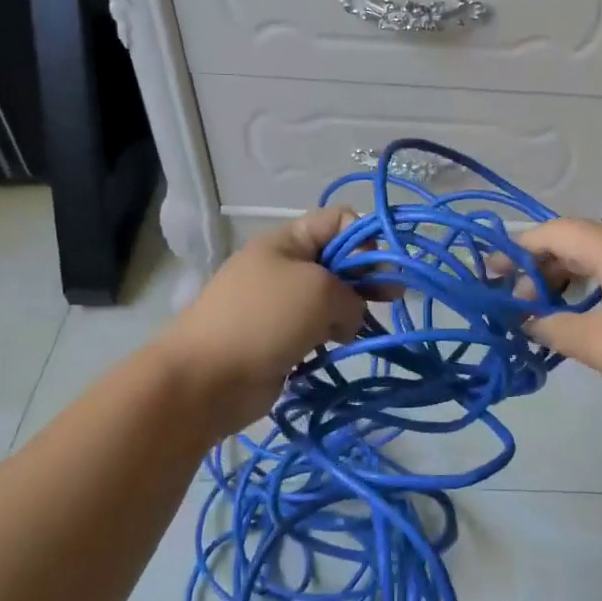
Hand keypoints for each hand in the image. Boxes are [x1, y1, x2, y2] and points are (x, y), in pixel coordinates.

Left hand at [156, 209, 368, 425]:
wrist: (207, 379)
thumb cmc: (265, 319)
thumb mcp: (320, 291)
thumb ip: (353, 295)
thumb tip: (349, 319)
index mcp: (287, 242)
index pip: (337, 221)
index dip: (365, 237)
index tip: (383, 265)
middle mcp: (283, 267)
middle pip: (336, 261)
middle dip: (366, 276)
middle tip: (394, 297)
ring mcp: (279, 305)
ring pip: (328, 300)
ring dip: (350, 312)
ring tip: (362, 330)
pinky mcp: (278, 340)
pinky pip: (315, 331)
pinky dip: (331, 337)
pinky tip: (340, 348)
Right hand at [516, 218, 601, 432]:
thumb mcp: (601, 345)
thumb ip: (555, 328)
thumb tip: (529, 320)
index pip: (553, 232)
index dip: (516, 249)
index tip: (487, 274)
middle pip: (577, 243)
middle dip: (541, 268)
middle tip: (516, 302)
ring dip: (570, 282)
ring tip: (548, 314)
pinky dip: (597, 292)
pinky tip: (590, 322)